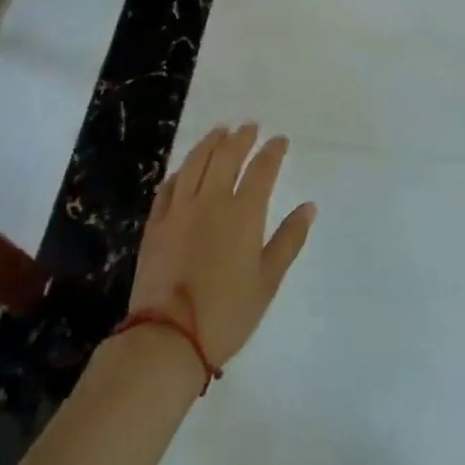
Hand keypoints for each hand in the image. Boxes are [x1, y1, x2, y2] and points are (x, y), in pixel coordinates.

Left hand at [128, 124, 315, 367]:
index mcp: (243, 214)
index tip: (280, 140)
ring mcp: (179, 210)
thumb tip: (309, 207)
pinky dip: (180, 171)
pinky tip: (185, 169)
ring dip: (209, 143)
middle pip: (226, 157)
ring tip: (219, 131)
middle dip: (241, 138)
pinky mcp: (155, 225)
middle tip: (250, 126)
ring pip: (194, 164)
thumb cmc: (227, 313)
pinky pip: (168, 187)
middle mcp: (211, 201)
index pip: (262, 170)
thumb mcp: (268, 280)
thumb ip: (289, 239)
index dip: (273, 151)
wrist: (168, 338)